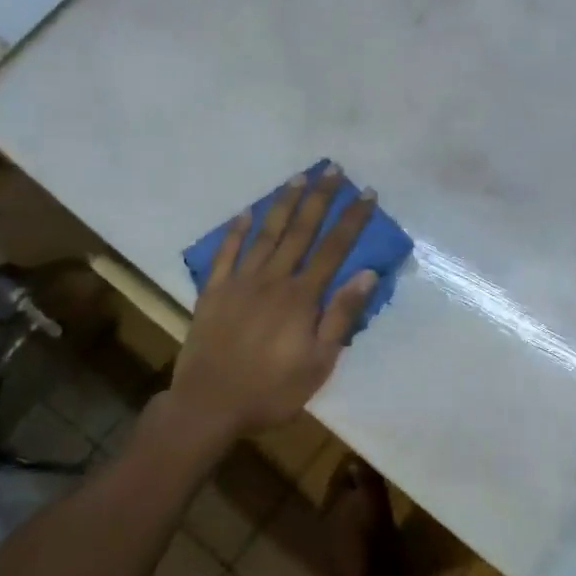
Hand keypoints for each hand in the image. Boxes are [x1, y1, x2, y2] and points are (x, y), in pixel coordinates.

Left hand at [166, 166, 378, 445]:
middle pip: (300, 231)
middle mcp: (273, 279)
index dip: (352, 220)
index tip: (366, 194)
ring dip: (283, 204)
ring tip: (298, 178)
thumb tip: (366, 273)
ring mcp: (240, 282)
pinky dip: (236, 231)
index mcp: (302, 297)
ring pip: (266, 234)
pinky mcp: (213, 291)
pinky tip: (246, 212)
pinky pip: (225, 253)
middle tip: (333, 170)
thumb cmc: (272, 390)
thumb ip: (341, 316)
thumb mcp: (319, 363)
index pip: (334, 249)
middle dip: (320, 199)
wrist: (209, 406)